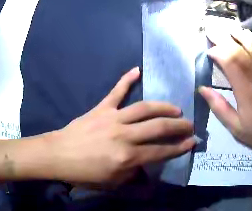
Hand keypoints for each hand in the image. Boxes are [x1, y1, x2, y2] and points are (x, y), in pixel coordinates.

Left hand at [49, 67, 195, 185]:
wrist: (58, 155)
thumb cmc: (84, 173)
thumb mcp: (112, 182)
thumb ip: (134, 173)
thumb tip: (147, 164)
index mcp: (127, 157)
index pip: (161, 151)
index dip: (180, 147)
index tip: (192, 141)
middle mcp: (124, 135)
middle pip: (158, 127)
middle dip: (178, 126)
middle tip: (190, 124)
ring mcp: (112, 118)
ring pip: (144, 108)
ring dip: (164, 107)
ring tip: (176, 108)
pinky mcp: (101, 108)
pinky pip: (116, 91)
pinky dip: (126, 79)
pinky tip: (137, 70)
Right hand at [199, 35, 251, 159]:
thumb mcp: (235, 127)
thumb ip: (218, 106)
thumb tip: (202, 88)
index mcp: (245, 88)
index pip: (228, 60)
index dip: (216, 52)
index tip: (209, 51)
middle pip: (240, 48)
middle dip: (224, 38)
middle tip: (213, 31)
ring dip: (242, 35)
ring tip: (232, 30)